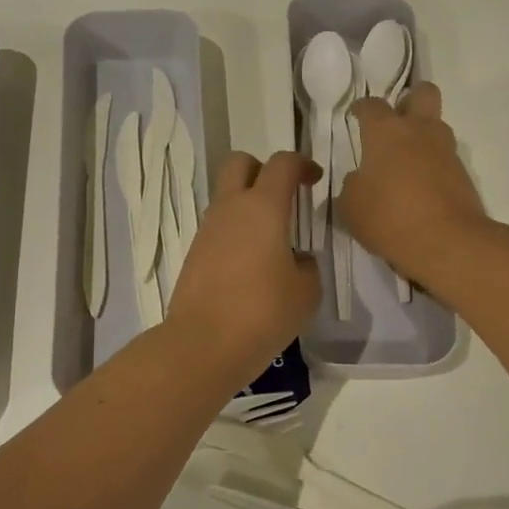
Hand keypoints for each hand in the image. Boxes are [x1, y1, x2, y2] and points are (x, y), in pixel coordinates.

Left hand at [163, 150, 320, 386]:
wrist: (203, 344)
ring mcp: (207, 231)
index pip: (282, 164)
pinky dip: (235, 233)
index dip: (301, 164)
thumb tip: (297, 260)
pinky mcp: (194, 254)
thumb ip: (307, 266)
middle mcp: (231, 209)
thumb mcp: (306, 292)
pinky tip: (251, 266)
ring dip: (247, 206)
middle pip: (240, 163)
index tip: (314, 181)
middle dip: (262, 170)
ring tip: (271, 241)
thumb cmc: (264, 312)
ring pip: (226, 198)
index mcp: (263, 208)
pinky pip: (218, 229)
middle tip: (283, 196)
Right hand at [338, 83, 489, 286]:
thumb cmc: (389, 217)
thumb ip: (352, 186)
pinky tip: (420, 187)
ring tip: (406, 160)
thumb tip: (360, 180)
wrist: (447, 242)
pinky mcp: (463, 175)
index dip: (361, 108)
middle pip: (424, 93)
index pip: (371, 105)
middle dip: (411, 100)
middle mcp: (420, 131)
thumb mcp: (351, 206)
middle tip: (396, 120)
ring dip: (424, 135)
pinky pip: (445, 159)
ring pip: (437, 126)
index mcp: (386, 132)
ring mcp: (446, 152)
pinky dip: (433, 166)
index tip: (356, 115)